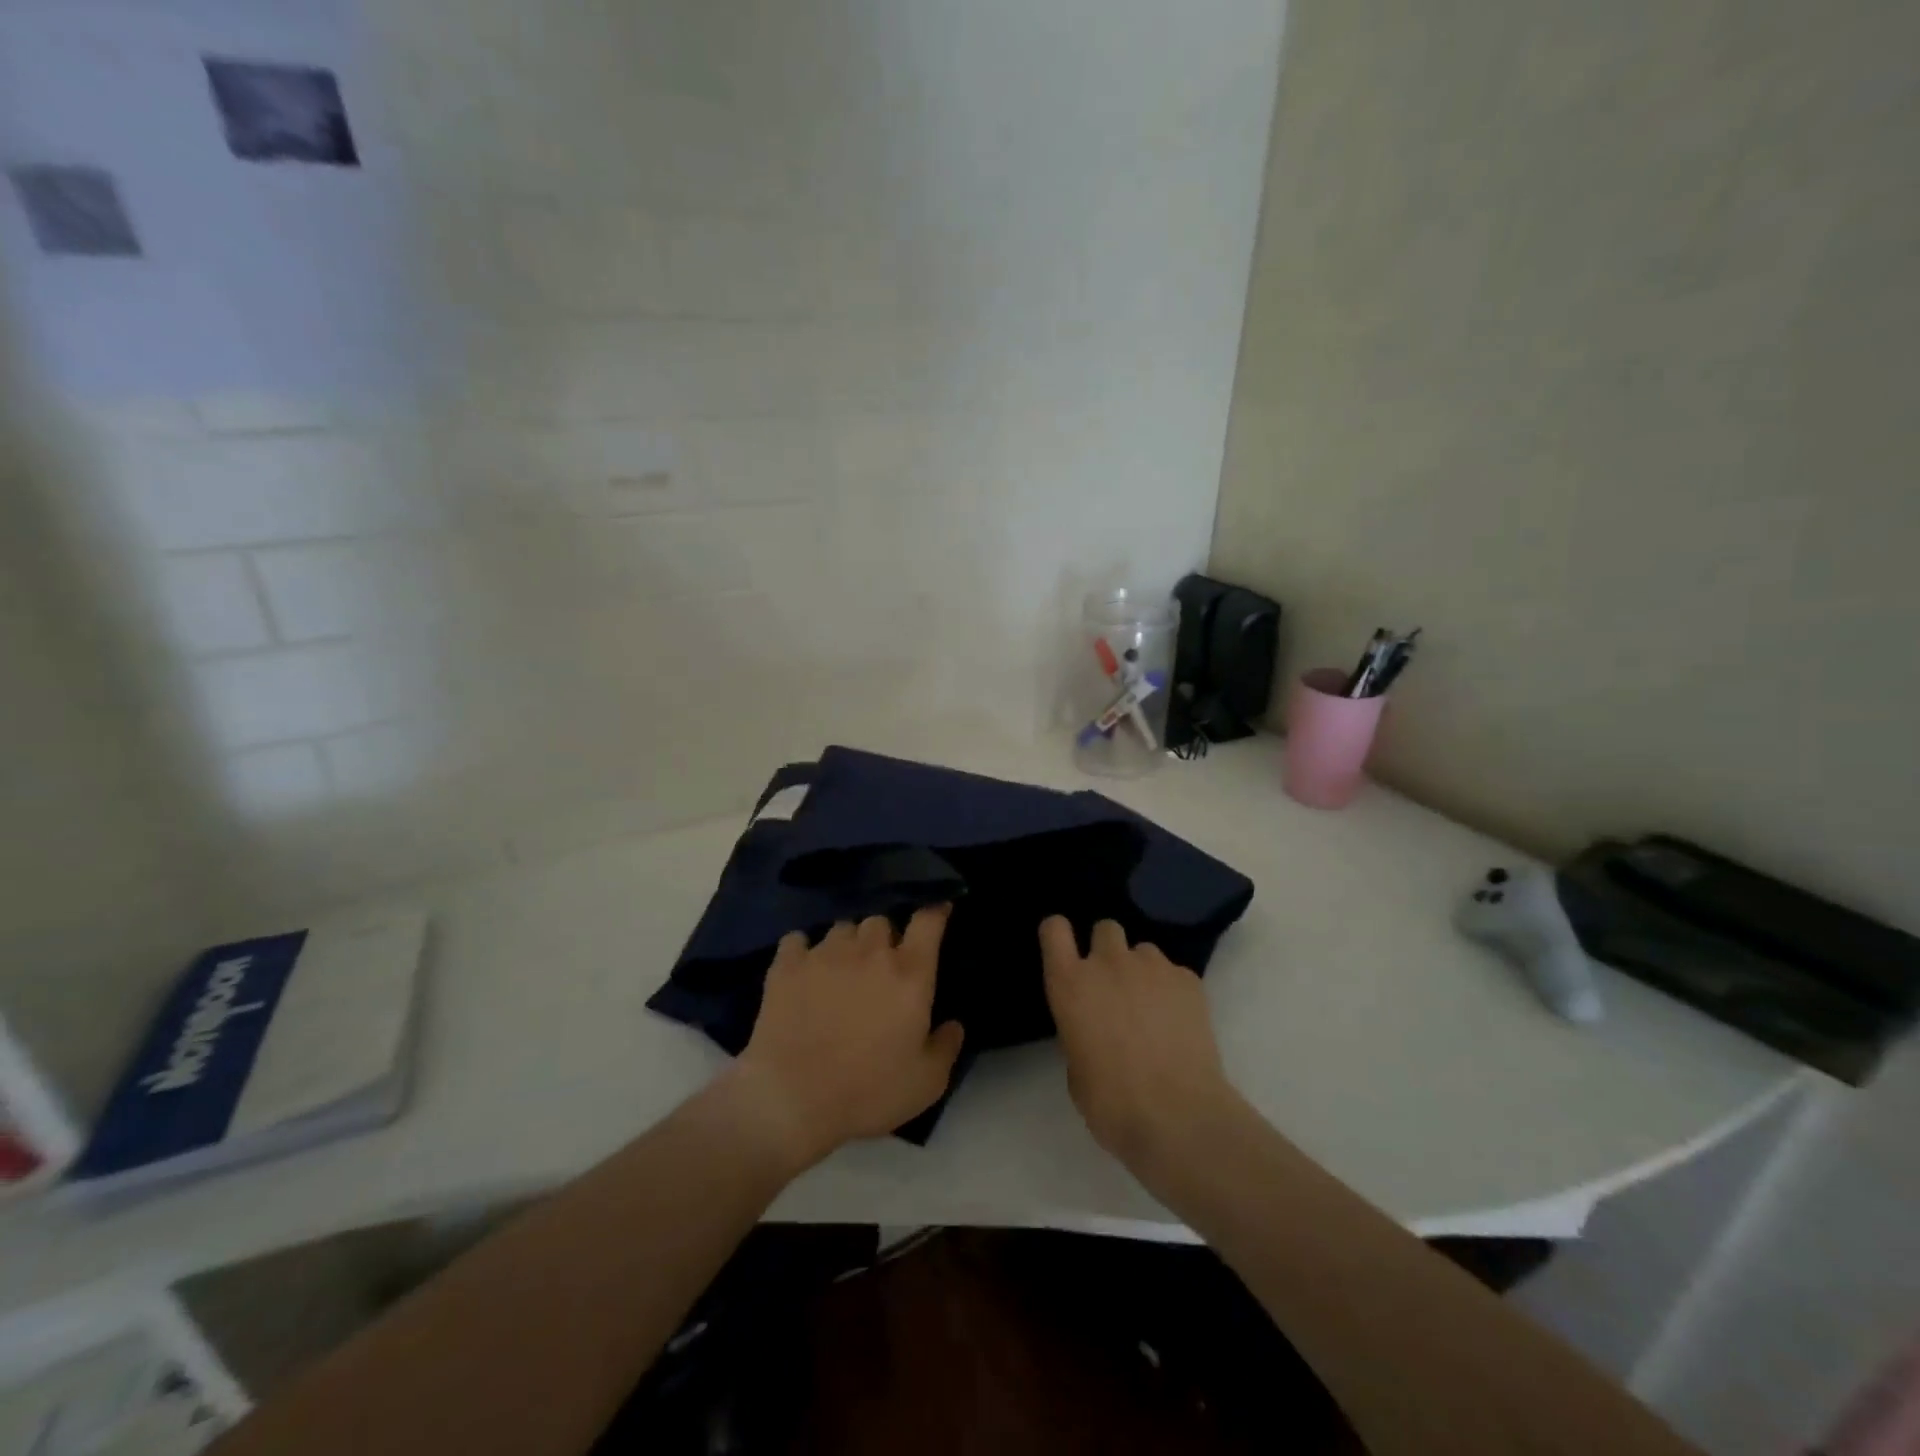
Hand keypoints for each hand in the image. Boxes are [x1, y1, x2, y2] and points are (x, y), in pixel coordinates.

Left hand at [727, 906, 964, 1169]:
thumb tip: (954, 1024)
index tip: (937, 911)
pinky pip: (798, 939)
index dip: (934, 912)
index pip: (928, 922)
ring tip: (840, 969)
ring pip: (842, 928)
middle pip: (881, 921)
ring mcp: (825, 953)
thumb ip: (946, 1047)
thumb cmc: (868, 1092)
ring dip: (847, 944)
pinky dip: (803, 950)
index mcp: (909, 973)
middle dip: (884, 938)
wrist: (791, 1100)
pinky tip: (802, 970)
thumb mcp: (926, 1083)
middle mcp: (869, 952)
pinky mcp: (787, 965)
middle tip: (879, 965)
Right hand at [1040, 916, 1242, 1184]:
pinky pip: (1174, 973)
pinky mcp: (1188, 980)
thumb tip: (1094, 1027)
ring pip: (1143, 950)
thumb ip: (1079, 1032)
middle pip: (1105, 928)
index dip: (1059, 935)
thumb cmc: (1112, 1103)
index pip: (1054, 930)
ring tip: (1152, 1008)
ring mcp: (1152, 967)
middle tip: (1115, 986)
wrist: (1179, 1117)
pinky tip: (1179, 1024)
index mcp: (1070, 984)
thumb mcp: (1076, 1069)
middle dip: (1107, 950)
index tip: (1065, 951)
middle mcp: (1108, 963)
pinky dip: (1173, 990)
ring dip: (1141, 971)